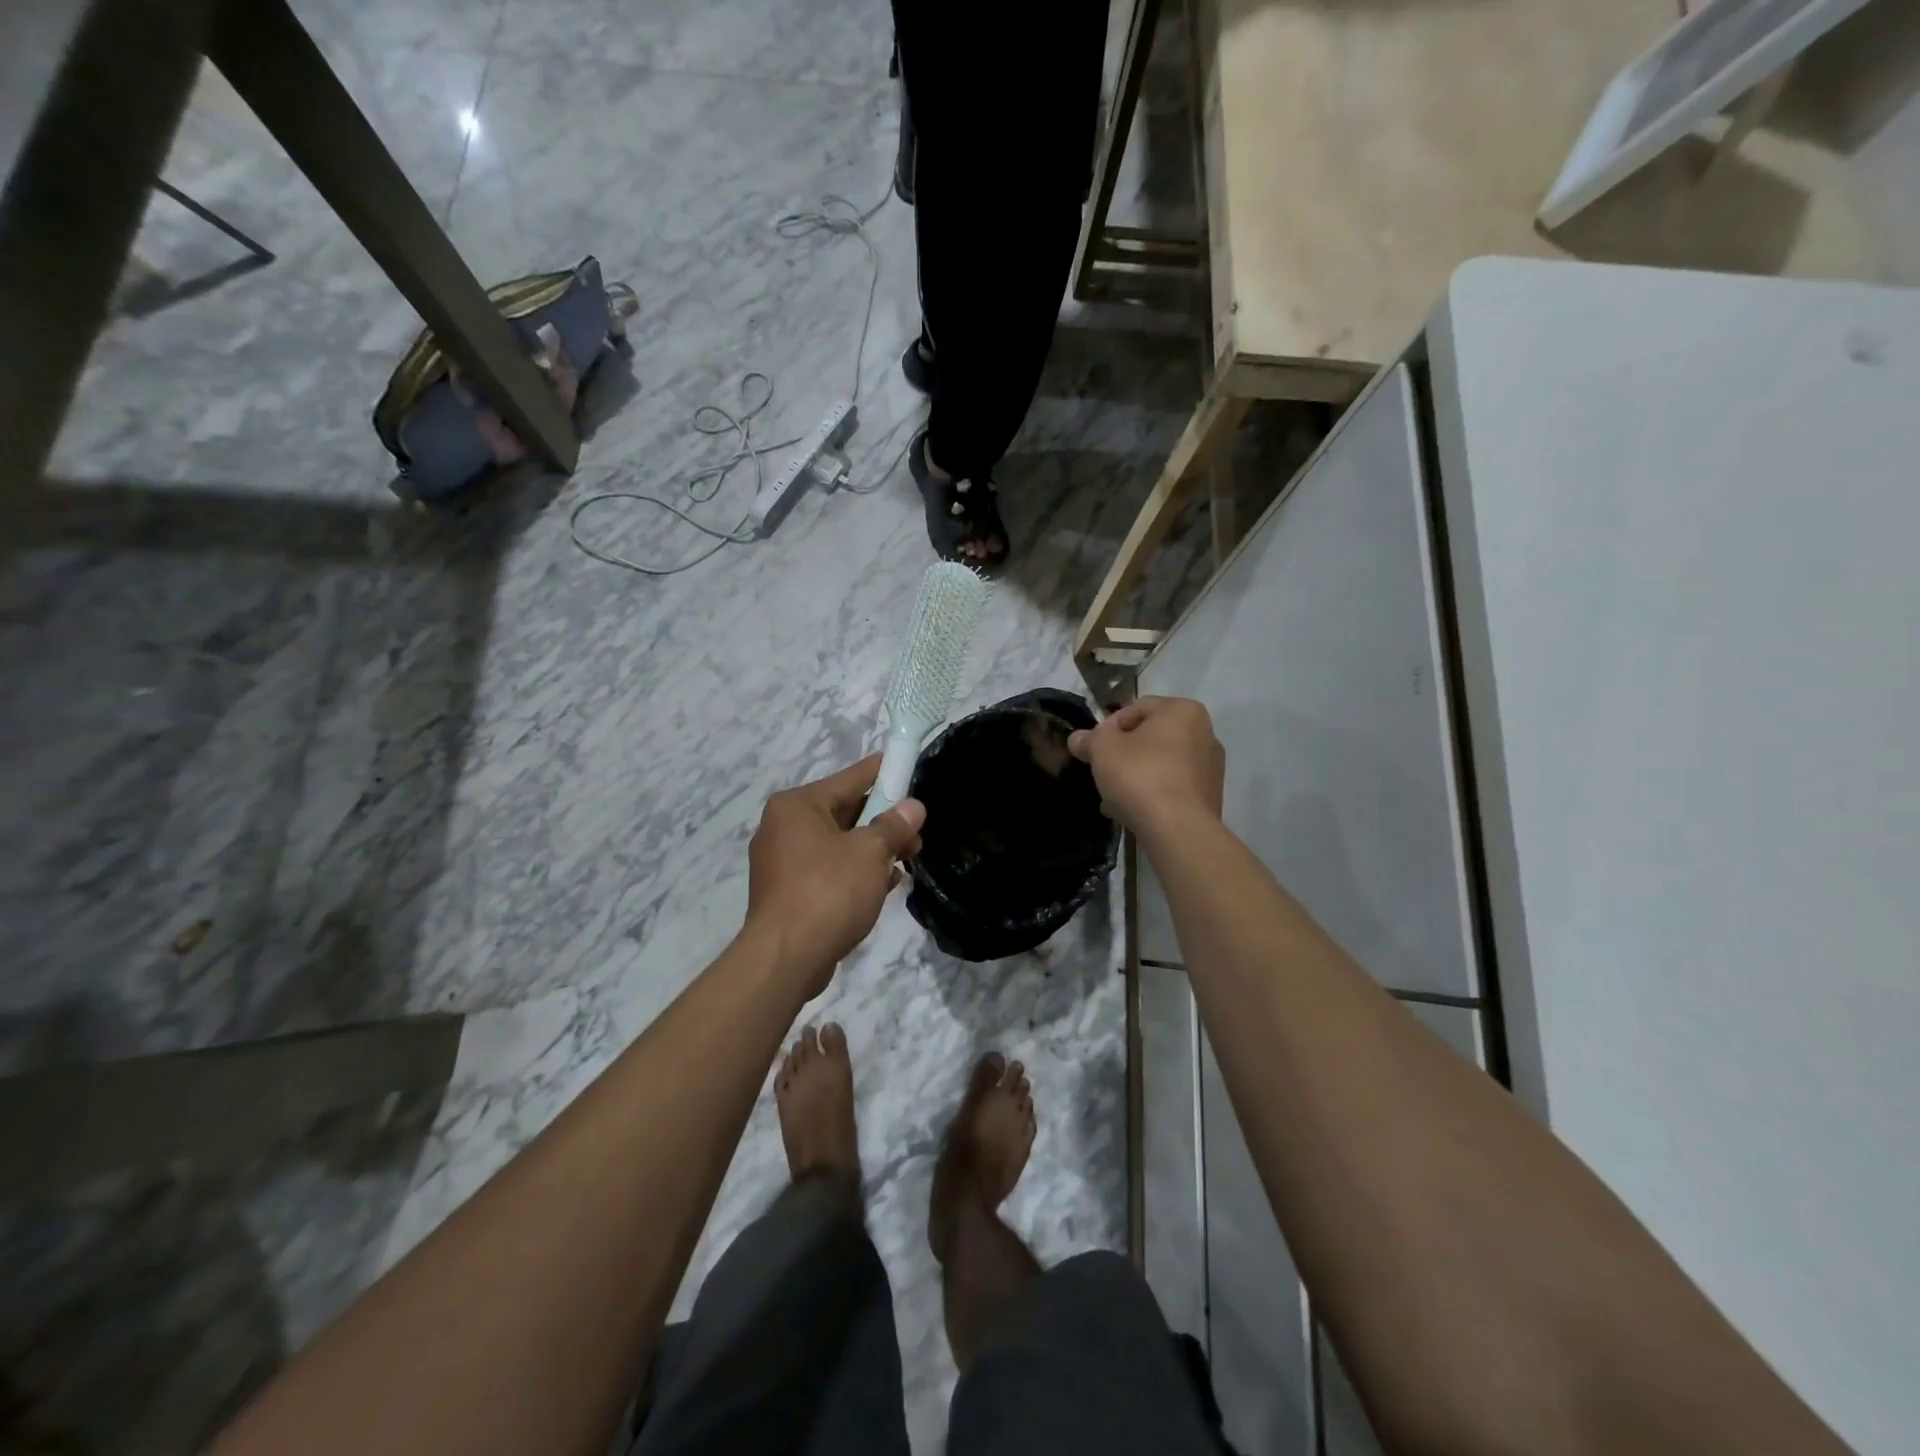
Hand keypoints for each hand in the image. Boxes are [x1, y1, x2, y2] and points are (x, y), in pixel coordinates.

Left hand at [744, 755, 925, 996]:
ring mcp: (782, 862)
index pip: (850, 778)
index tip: (909, 767)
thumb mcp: (870, 852)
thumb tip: (913, 807)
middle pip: (844, 811)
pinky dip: (856, 873)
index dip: (883, 773)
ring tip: (909, 858)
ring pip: (838, 844)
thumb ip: (893, 826)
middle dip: (883, 821)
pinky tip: (886, 883)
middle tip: (917, 831)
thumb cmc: (828, 892)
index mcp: (797, 806)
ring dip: (873, 850)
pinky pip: (829, 871)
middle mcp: (783, 827)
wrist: (786, 959)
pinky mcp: (788, 893)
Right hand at [1066, 696, 1223, 835]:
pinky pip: (1173, 787)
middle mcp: (1205, 733)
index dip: (1109, 727)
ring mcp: (1211, 767)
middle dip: (1124, 753)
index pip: (1137, 708)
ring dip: (1136, 775)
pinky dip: (1153, 793)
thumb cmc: (1140, 776)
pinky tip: (1133, 811)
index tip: (1094, 748)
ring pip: (1161, 764)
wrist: (1178, 829)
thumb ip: (1089, 739)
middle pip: (1151, 737)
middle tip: (1103, 772)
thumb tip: (1078, 738)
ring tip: (1114, 797)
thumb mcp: (1102, 749)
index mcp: (1183, 711)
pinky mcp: (1210, 796)